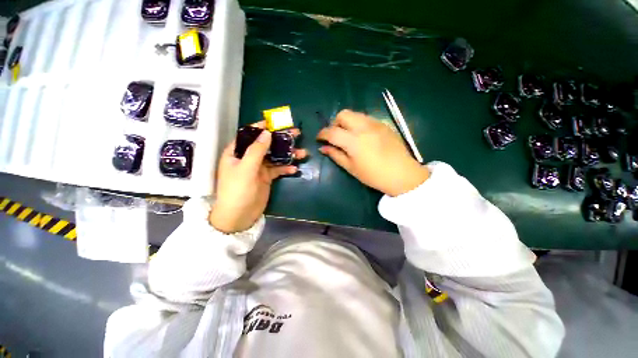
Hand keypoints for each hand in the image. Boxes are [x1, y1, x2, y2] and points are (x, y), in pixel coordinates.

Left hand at [209, 123, 306, 232]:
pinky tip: (295, 169)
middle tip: (297, 134)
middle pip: (266, 144)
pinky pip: (278, 170)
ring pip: (275, 157)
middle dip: (281, 139)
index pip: (250, 135)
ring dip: (288, 155)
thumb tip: (267, 132)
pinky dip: (286, 169)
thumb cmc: (237, 191)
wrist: (239, 216)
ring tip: (302, 153)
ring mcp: (259, 168)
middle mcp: (248, 157)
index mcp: (237, 152)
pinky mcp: (266, 177)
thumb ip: (256, 150)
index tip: (276, 122)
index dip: (262, 127)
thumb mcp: (246, 169)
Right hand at [317, 109, 428, 196]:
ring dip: (347, 122)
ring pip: (355, 114)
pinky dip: (358, 123)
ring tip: (348, 135)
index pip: (332, 131)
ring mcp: (375, 124)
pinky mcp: (383, 124)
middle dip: (335, 123)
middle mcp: (364, 127)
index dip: (322, 134)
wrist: (402, 174)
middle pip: (343, 114)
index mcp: (354, 141)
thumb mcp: (351, 168)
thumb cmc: (374, 175)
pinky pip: (366, 118)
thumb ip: (336, 155)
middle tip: (335, 136)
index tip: (319, 138)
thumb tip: (323, 148)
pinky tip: (361, 136)